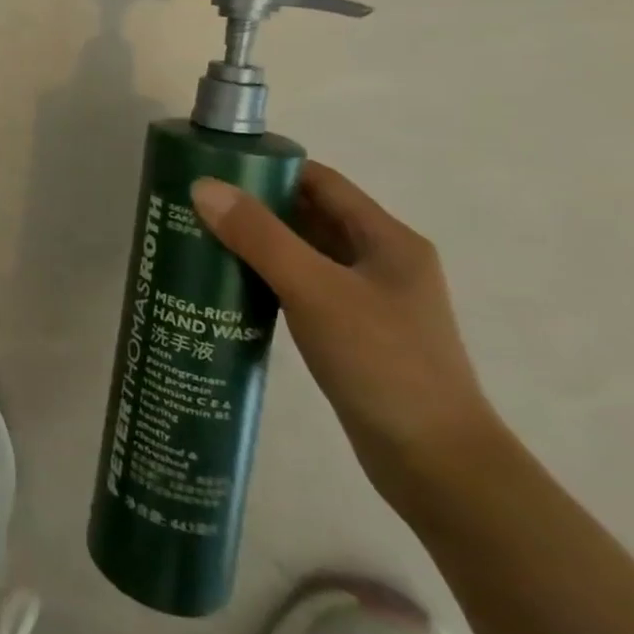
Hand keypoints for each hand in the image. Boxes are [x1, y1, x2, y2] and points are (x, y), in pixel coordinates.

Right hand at [189, 163, 499, 507]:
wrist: (438, 466)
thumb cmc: (383, 363)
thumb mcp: (316, 290)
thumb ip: (259, 236)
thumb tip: (203, 187)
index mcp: (387, 240)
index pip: (320, 182)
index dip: (270, 168)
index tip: (214, 167)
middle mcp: (380, 262)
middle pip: (309, 216)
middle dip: (255, 206)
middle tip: (195, 204)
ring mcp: (368, 301)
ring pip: (303, 254)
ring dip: (257, 244)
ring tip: (201, 240)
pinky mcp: (352, 334)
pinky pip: (301, 289)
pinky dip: (266, 279)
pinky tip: (230, 288)